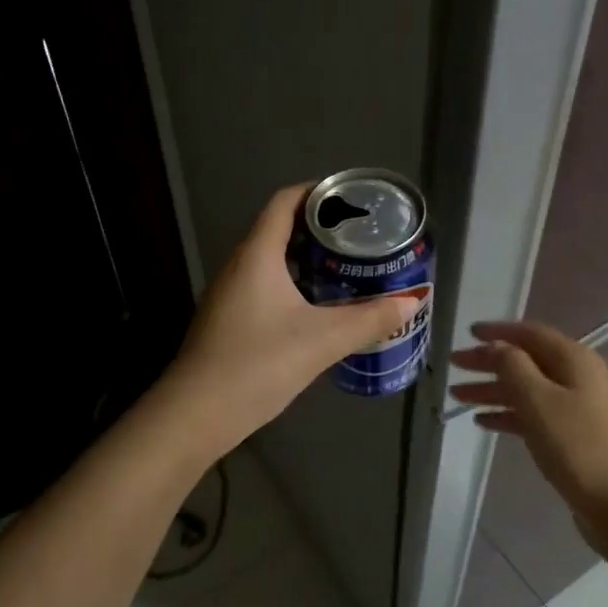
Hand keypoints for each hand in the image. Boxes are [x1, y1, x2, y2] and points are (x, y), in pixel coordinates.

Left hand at [165, 183, 423, 453]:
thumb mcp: (321, 341)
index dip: (317, 192)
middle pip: (280, 228)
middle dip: (320, 227)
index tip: (352, 198)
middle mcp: (239, 266)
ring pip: (272, 260)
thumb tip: (412, 302)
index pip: (285, 202)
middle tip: (360, 236)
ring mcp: (230, 294)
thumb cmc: (256, 365)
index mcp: (257, 255)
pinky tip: (318, 307)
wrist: (195, 414)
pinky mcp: (229, 319)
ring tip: (346, 267)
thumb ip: (369, 320)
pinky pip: (265, 285)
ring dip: (307, 258)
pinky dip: (294, 284)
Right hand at [449, 321, 607, 541]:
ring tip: (457, 395)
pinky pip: (533, 413)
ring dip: (492, 389)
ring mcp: (576, 406)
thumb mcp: (538, 400)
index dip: (497, 331)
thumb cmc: (576, 446)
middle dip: (488, 361)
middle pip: (525, 360)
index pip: (529, 333)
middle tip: (453, 364)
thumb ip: (512, 366)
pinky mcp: (572, 434)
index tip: (467, 333)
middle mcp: (577, 376)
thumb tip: (495, 346)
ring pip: (526, 388)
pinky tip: (482, 421)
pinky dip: (507, 413)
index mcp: (573, 359)